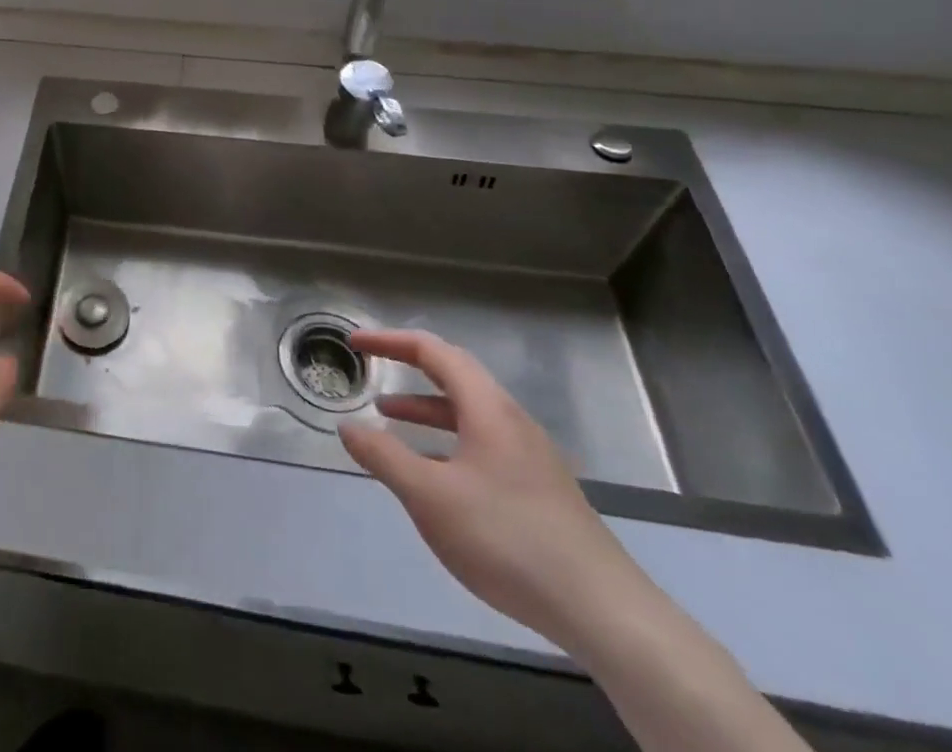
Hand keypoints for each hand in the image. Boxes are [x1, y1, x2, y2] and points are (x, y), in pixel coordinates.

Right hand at [338, 329, 656, 649]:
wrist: (603, 611)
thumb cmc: (507, 538)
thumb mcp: (430, 496)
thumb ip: (384, 456)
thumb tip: (348, 426)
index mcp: (487, 408)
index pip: (433, 351)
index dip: (389, 341)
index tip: (354, 343)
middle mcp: (511, 420)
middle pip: (454, 374)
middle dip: (408, 365)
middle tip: (371, 365)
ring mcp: (530, 455)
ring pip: (468, 412)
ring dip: (426, 407)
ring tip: (388, 418)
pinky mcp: (539, 488)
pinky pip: (481, 442)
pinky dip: (447, 439)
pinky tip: (433, 473)